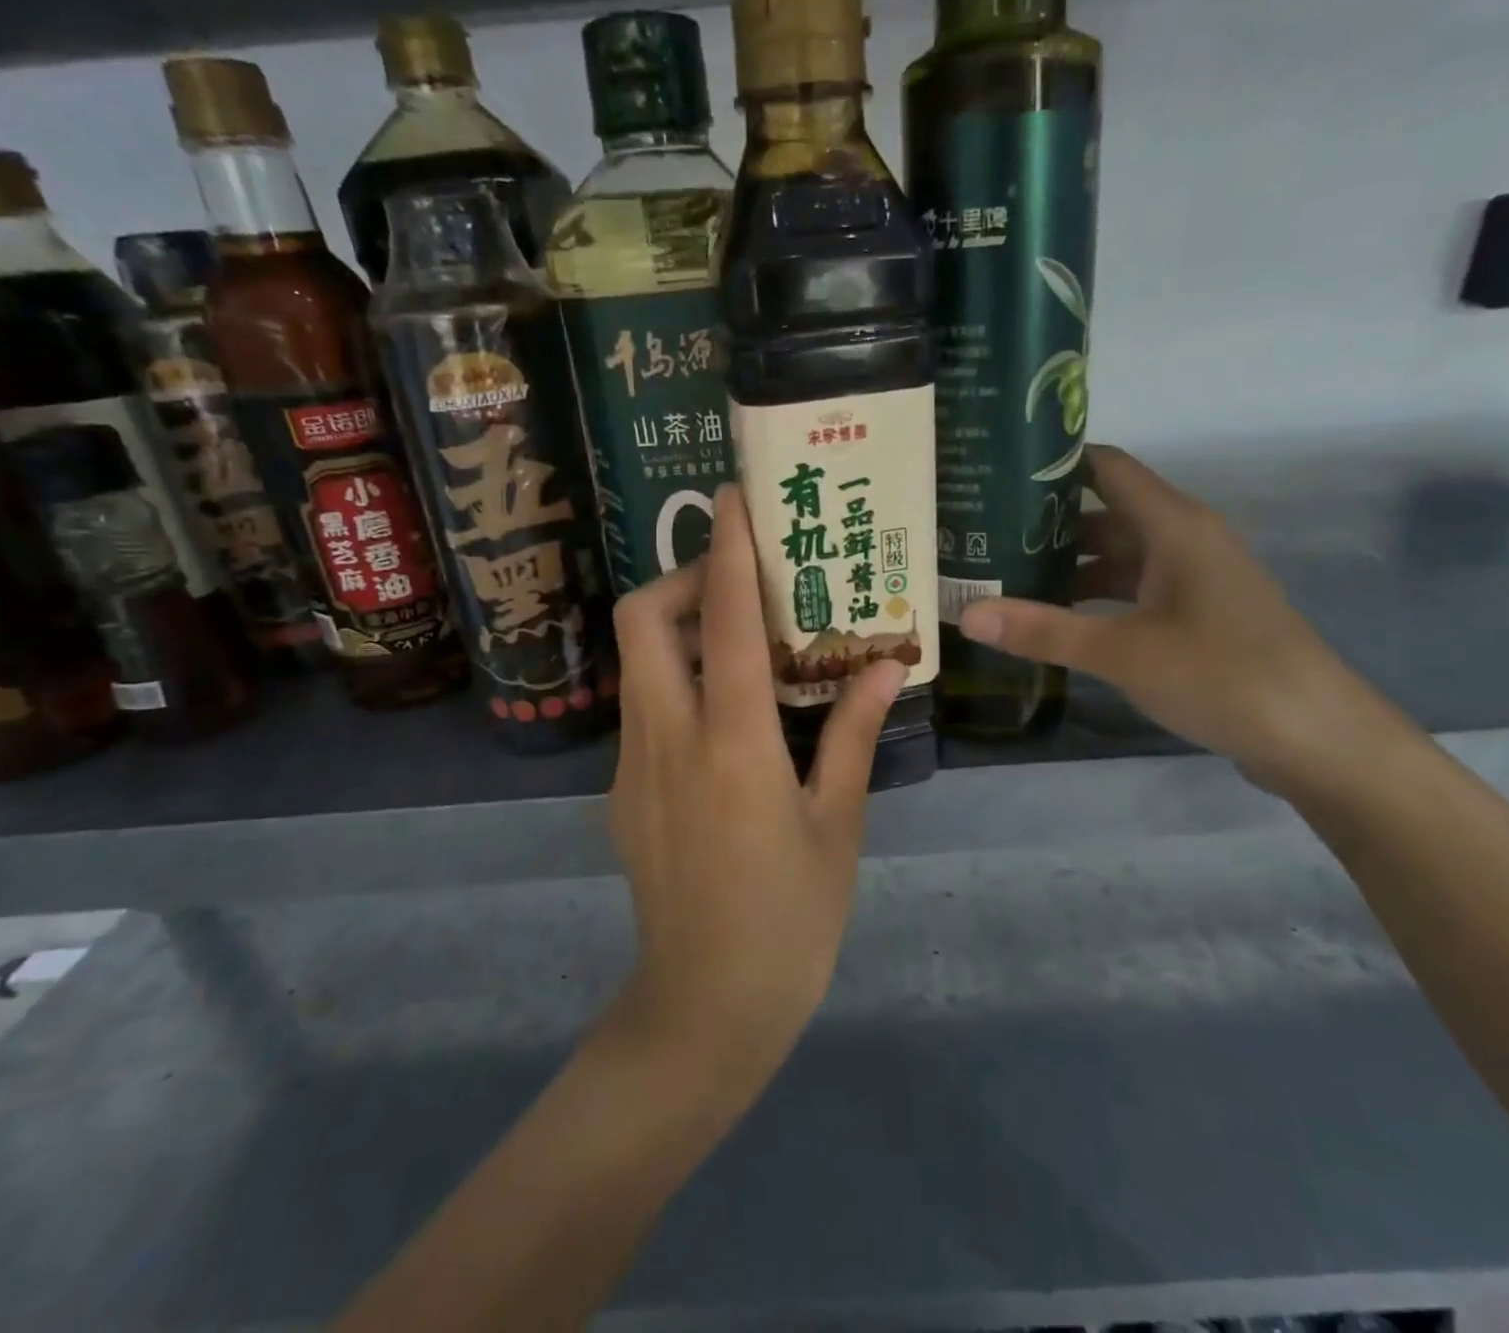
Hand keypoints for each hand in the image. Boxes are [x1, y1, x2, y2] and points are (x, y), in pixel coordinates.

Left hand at [606, 483, 906, 1079]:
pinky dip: (675, 680)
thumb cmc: (790, 919)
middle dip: (686, 579)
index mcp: (732, 743)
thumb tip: (887, 663)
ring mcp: (632, 766)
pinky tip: (723, 718)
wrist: (705, 1009)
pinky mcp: (621, 792)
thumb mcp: (838, 824)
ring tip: (740, 643)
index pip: (726, 620)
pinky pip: (642, 707)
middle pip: (644, 619)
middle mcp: (668, 739)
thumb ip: (855, 732)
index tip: (734, 499)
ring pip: (637, 661)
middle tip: (742, 587)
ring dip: (679, 628)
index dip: (730, 550)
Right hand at [958, 444, 1399, 792]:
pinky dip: (1093, 597)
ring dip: (1067, 564)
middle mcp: (1183, 539)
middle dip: (1046, 521)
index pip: (1105, 467)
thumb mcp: (1121, 652)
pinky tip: (1054, 617)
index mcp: (1173, 525)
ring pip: (1117, 555)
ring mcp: (1192, 579)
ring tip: (1004, 574)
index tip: (995, 471)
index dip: (1053, 463)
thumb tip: (965, 615)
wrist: (1316, 738)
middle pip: (1105, 511)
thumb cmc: (1222, 675)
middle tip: (981, 532)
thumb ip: (1042, 631)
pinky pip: (1133, 589)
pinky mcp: (1196, 614)